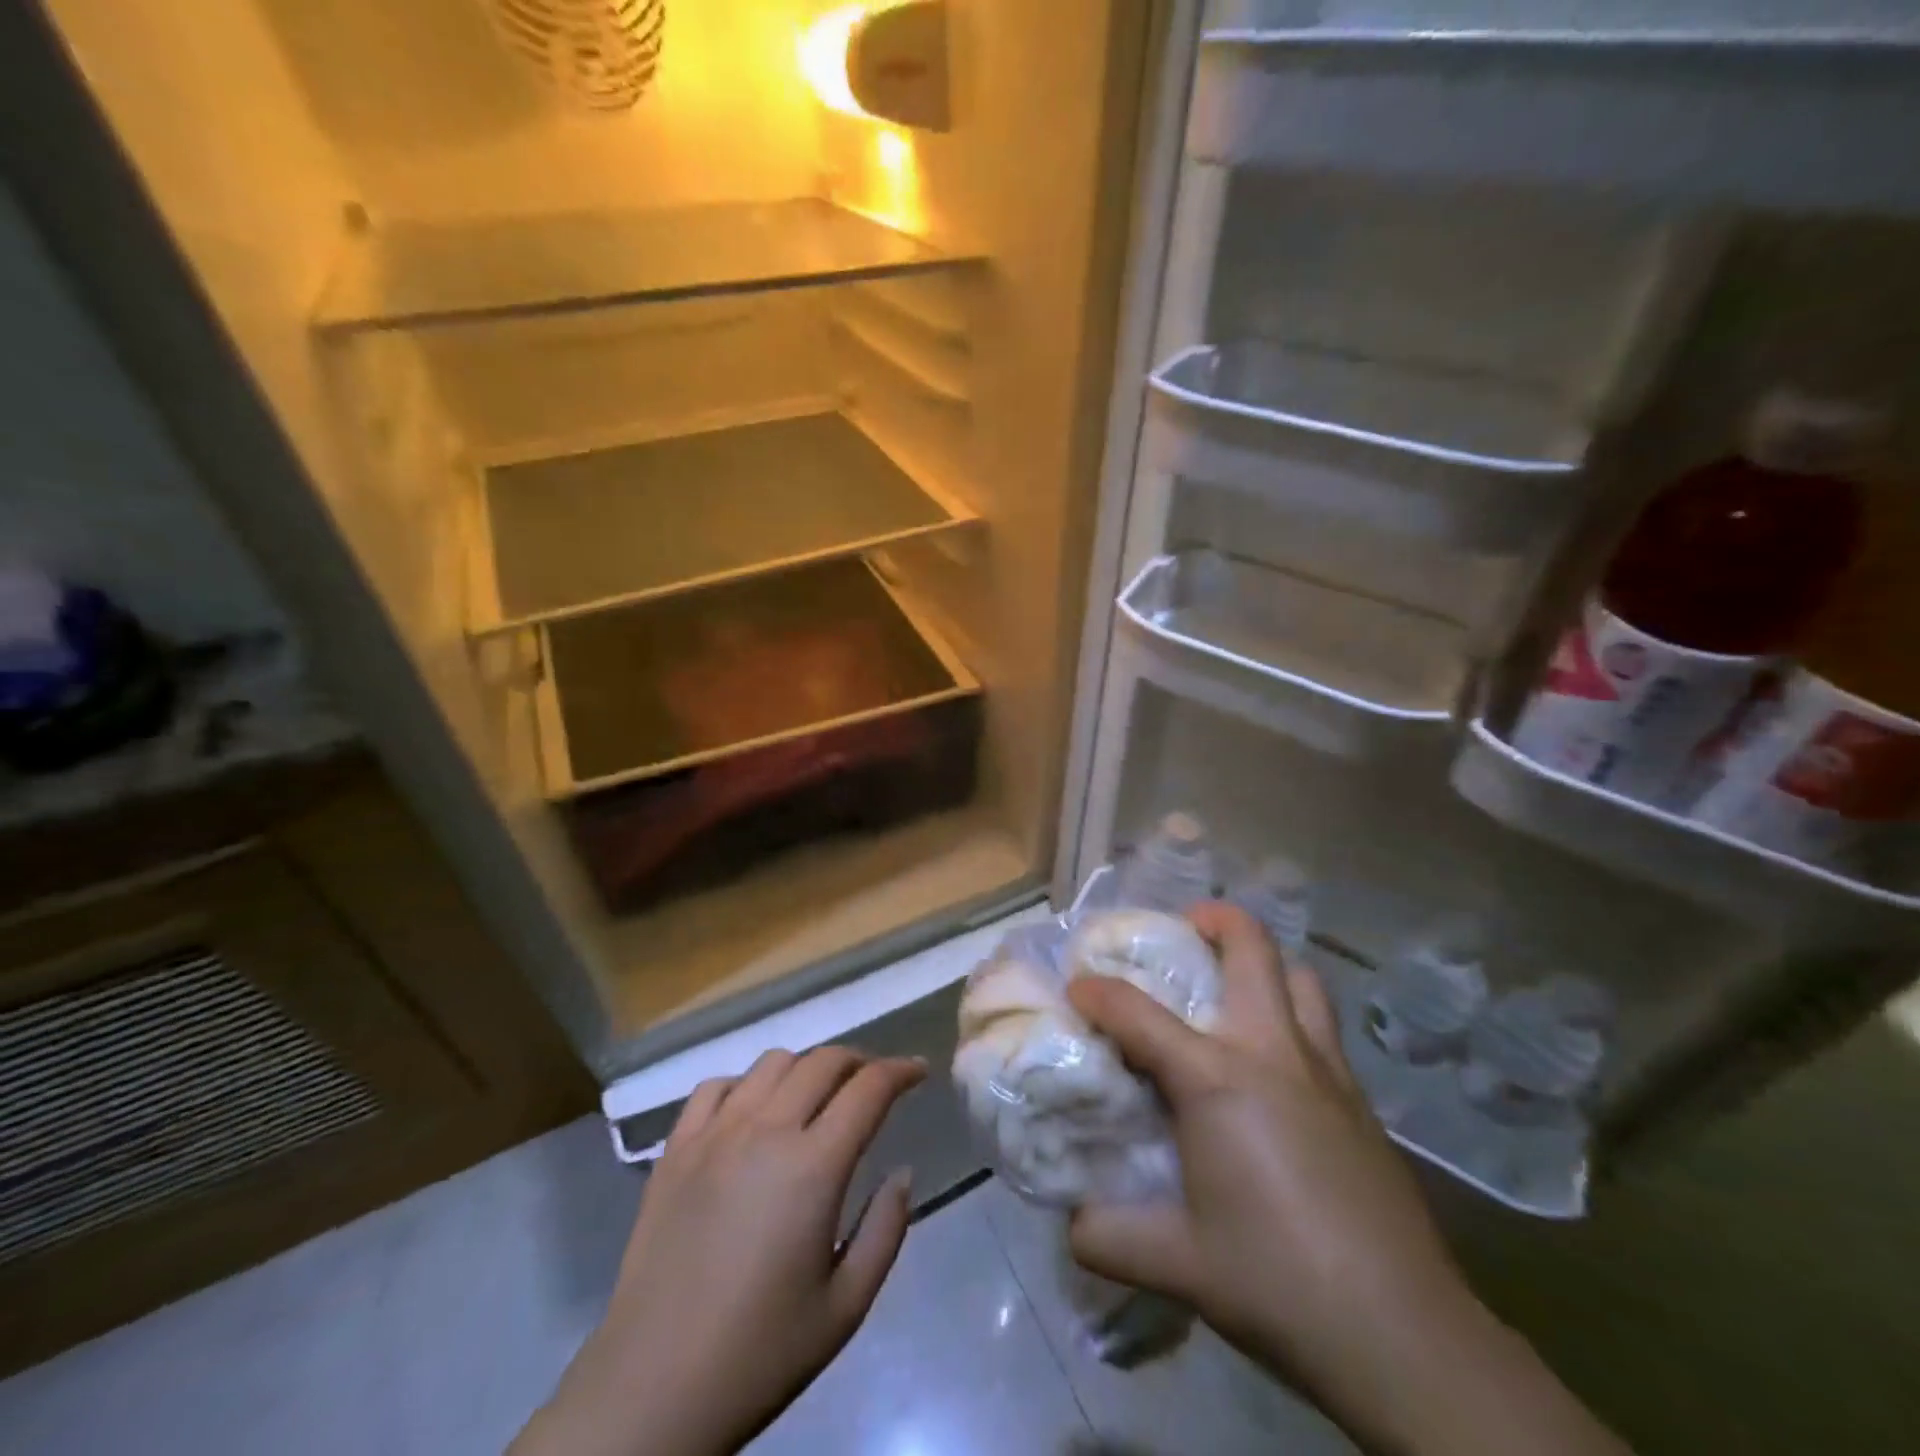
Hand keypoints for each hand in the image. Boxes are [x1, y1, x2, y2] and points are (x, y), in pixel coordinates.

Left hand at [512, 1048, 925, 1455]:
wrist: (651, 1393)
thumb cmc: (759, 1355)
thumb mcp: (846, 1307)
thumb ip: (886, 1229)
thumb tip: (903, 1171)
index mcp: (813, 1166)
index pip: (869, 1089)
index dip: (901, 1071)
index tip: (918, 1071)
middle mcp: (765, 1131)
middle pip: (824, 1061)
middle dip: (860, 1062)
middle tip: (874, 1085)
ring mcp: (714, 1134)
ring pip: (772, 1064)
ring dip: (806, 1069)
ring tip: (816, 1097)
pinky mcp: (674, 1150)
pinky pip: (715, 1087)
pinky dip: (745, 1085)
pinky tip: (752, 1113)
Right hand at [1067, 904, 1625, 1455]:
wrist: (1403, 1336)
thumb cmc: (1276, 1281)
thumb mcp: (1178, 1264)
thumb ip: (1109, 1236)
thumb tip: (1072, 1224)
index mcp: (1216, 1078)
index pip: (1137, 1013)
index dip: (1097, 992)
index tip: (1075, 988)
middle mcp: (1272, 1052)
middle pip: (1251, 949)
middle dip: (1212, 920)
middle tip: (1183, 931)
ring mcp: (1326, 1071)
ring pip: (1300, 978)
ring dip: (1265, 965)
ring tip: (1233, 988)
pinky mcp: (1361, 1101)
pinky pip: (1323, 1029)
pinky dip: (1293, 1017)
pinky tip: (1275, 1070)